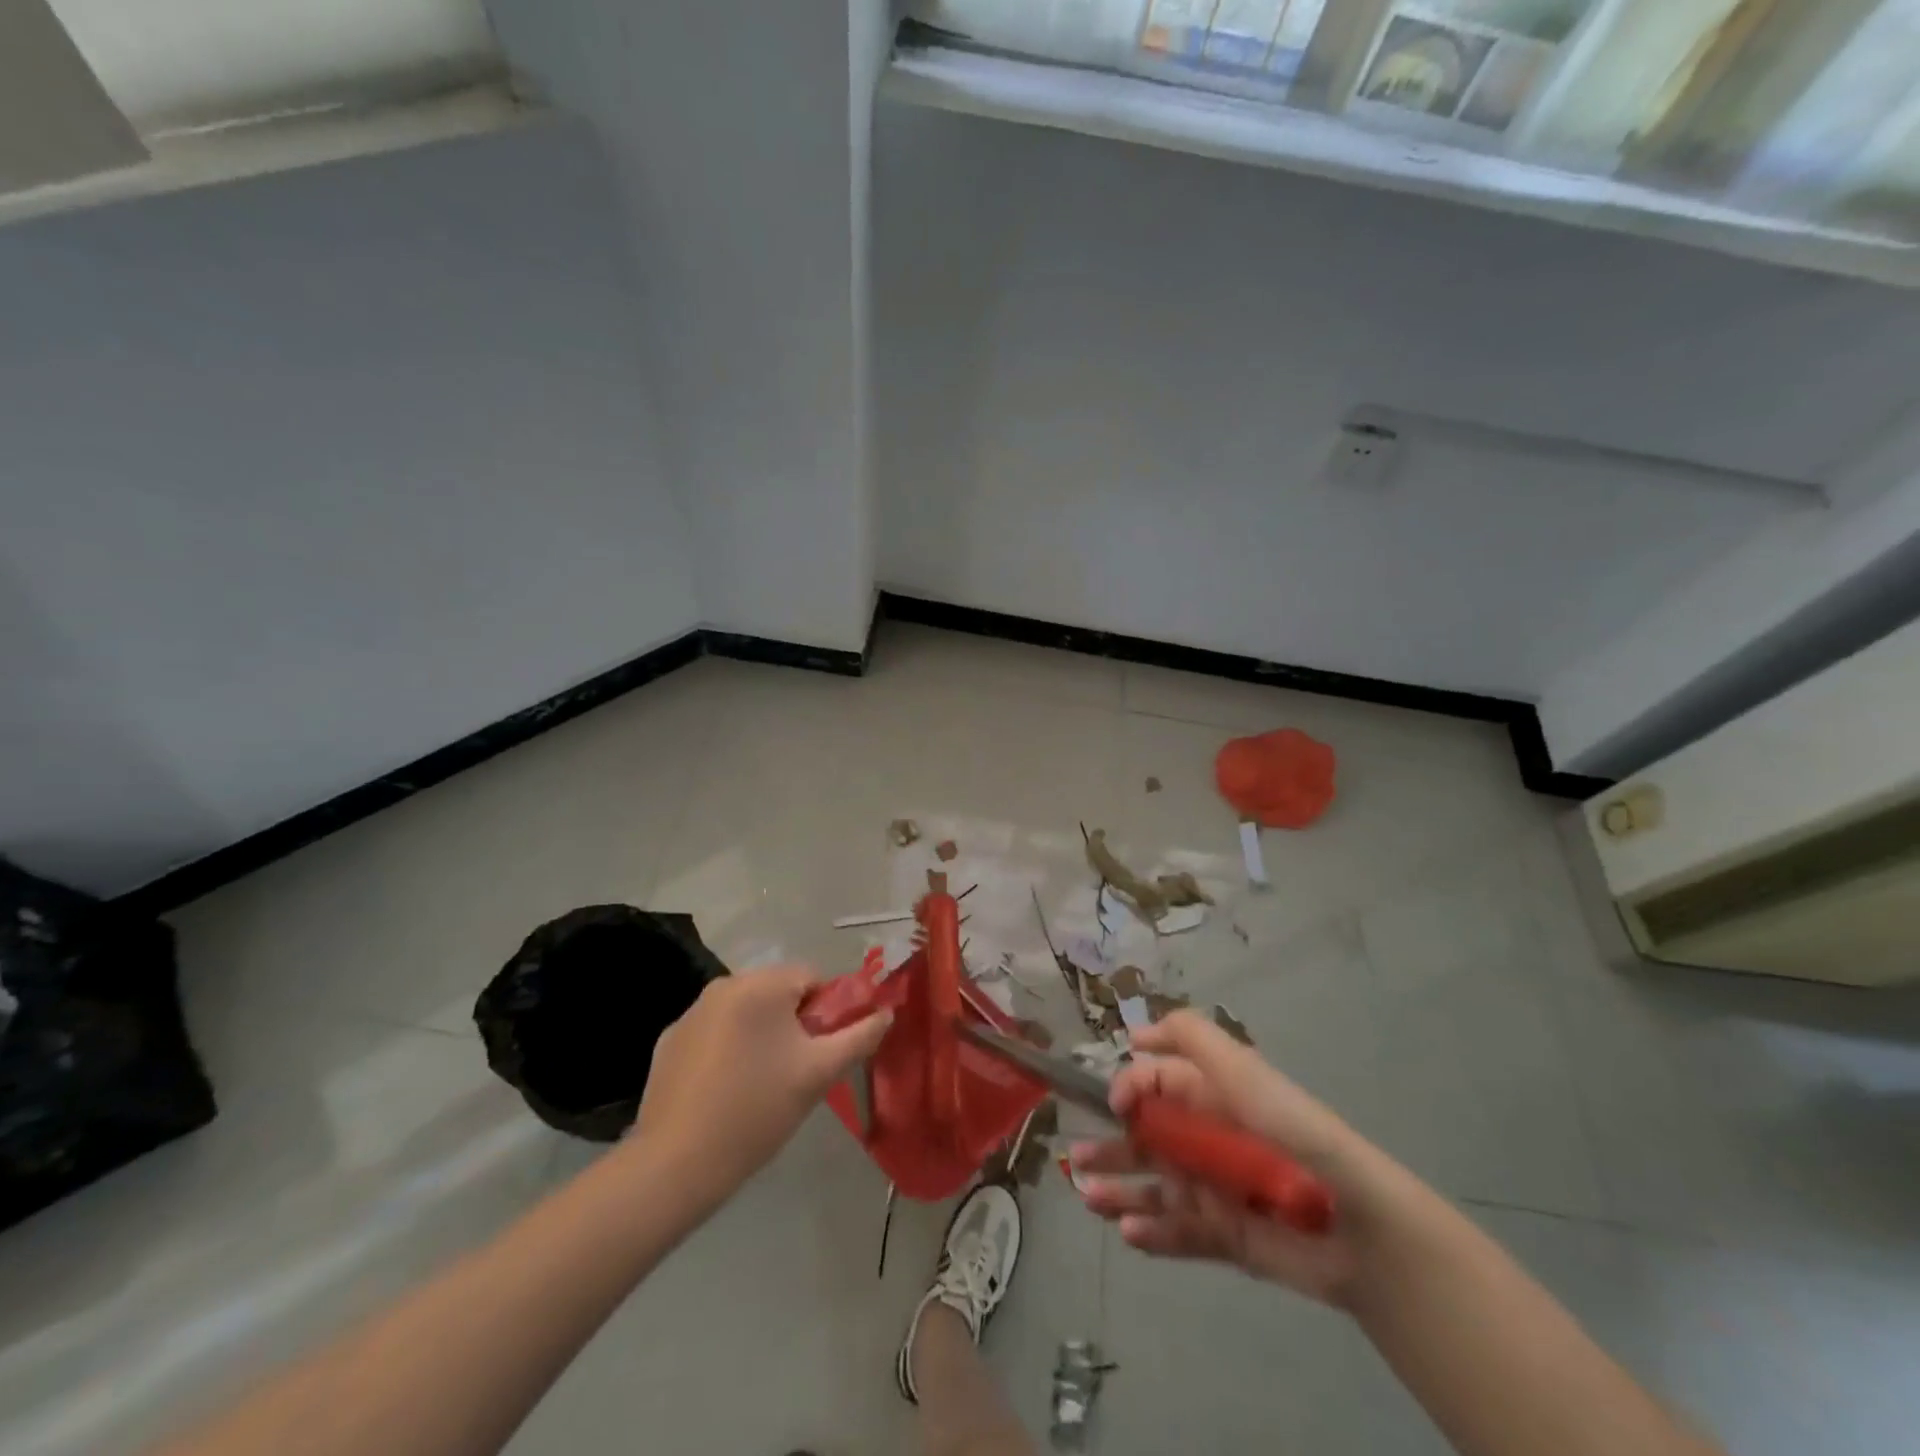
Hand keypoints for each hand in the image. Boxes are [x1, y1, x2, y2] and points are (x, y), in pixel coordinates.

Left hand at [633, 966, 890, 1202]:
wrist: (676, 1164)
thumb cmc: (757, 1111)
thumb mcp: (819, 1074)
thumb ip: (859, 1037)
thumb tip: (887, 1013)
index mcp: (762, 985)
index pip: (812, 977)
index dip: (827, 1011)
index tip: (823, 1051)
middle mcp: (724, 985)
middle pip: (777, 992)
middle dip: (794, 1023)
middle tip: (796, 1071)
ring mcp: (691, 1012)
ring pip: (745, 1012)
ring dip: (761, 1035)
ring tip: (761, 1085)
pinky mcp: (669, 1040)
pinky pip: (714, 1032)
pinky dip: (727, 1049)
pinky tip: (724, 1090)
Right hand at [1072, 1010, 1396, 1307]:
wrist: (1355, 1225)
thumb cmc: (1291, 1134)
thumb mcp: (1242, 1070)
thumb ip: (1190, 1038)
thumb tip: (1135, 1035)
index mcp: (1210, 1095)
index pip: (1155, 1084)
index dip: (1129, 1089)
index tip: (1112, 1105)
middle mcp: (1206, 1138)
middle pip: (1146, 1138)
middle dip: (1109, 1145)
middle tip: (1075, 1158)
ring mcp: (1213, 1189)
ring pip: (1154, 1186)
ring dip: (1119, 1189)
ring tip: (1089, 1198)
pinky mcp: (1225, 1237)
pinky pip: (1178, 1231)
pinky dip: (1151, 1232)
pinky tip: (1127, 1232)